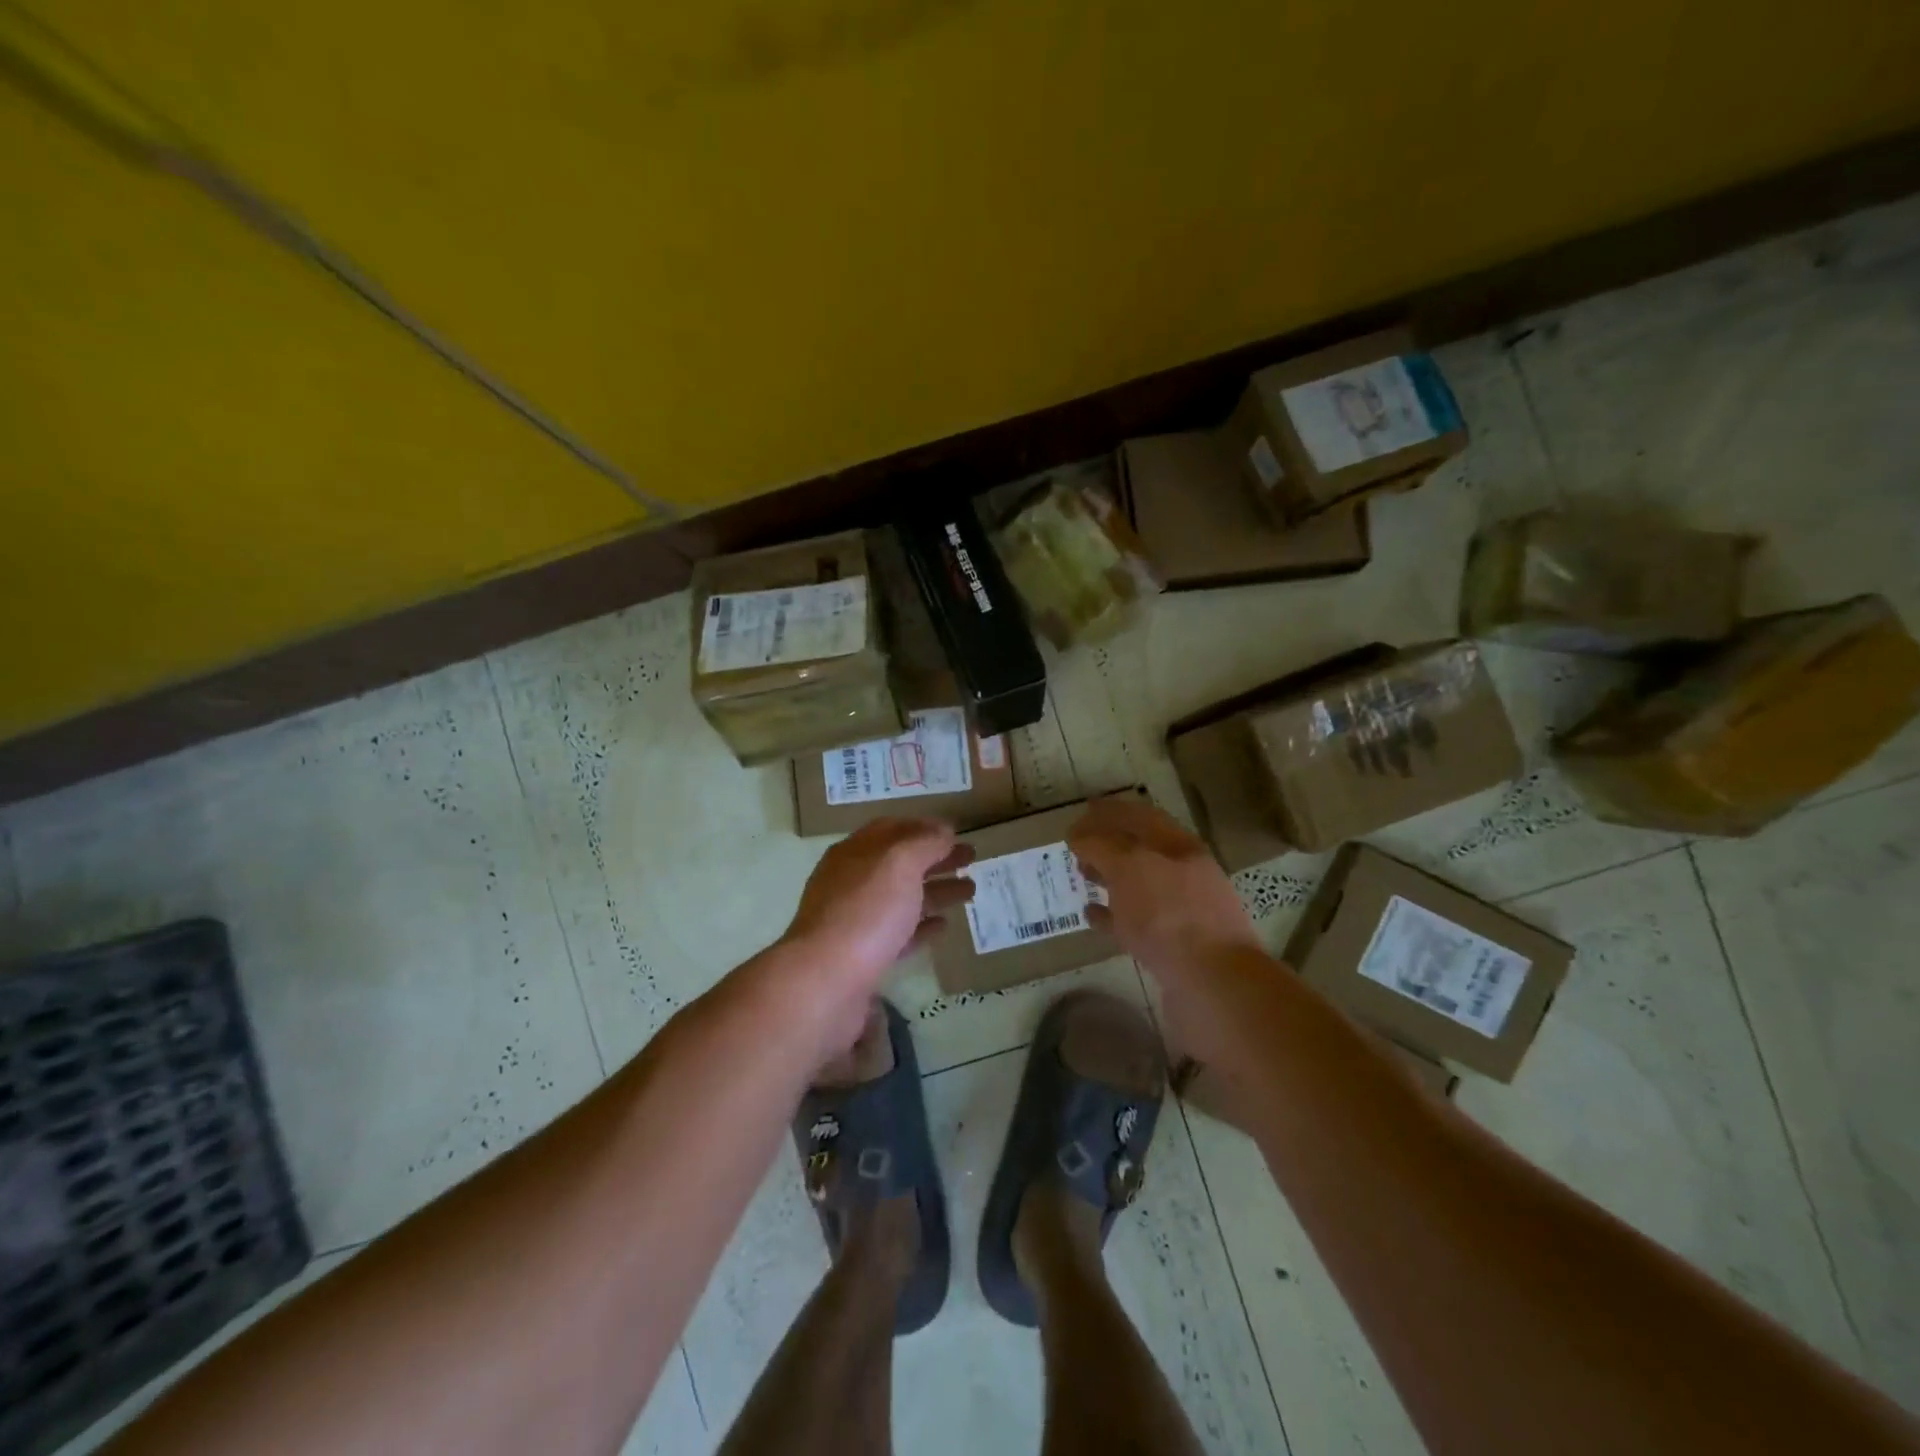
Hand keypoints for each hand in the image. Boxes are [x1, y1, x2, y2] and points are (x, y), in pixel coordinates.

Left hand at [775, 818, 973, 1046]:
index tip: (956, 832)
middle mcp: (852, 882)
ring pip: (902, 898)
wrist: (827, 981)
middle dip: (936, 858)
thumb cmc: (866, 911)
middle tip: (972, 859)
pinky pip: (899, 934)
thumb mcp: (899, 863)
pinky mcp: (864, 957)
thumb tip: (943, 831)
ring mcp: (856, 920)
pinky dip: (922, 926)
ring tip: (971, 891)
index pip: (892, 830)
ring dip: (936, 890)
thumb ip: (924, 843)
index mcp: (855, 853)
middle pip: (900, 864)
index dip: (924, 828)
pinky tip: (944, 926)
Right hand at [1069, 796, 1259, 984]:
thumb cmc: (1169, 916)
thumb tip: (1082, 837)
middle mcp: (1183, 871)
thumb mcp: (1130, 868)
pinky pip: (1136, 922)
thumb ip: (1103, 847)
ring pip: (1138, 884)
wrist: (1213, 984)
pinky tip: (1091, 915)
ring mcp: (1181, 910)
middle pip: (1140, 848)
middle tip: (1076, 846)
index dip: (1108, 812)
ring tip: (1081, 876)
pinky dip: (1112, 915)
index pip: (1139, 816)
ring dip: (1109, 877)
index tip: (1078, 815)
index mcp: (1178, 845)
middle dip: (1108, 843)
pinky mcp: (1174, 945)